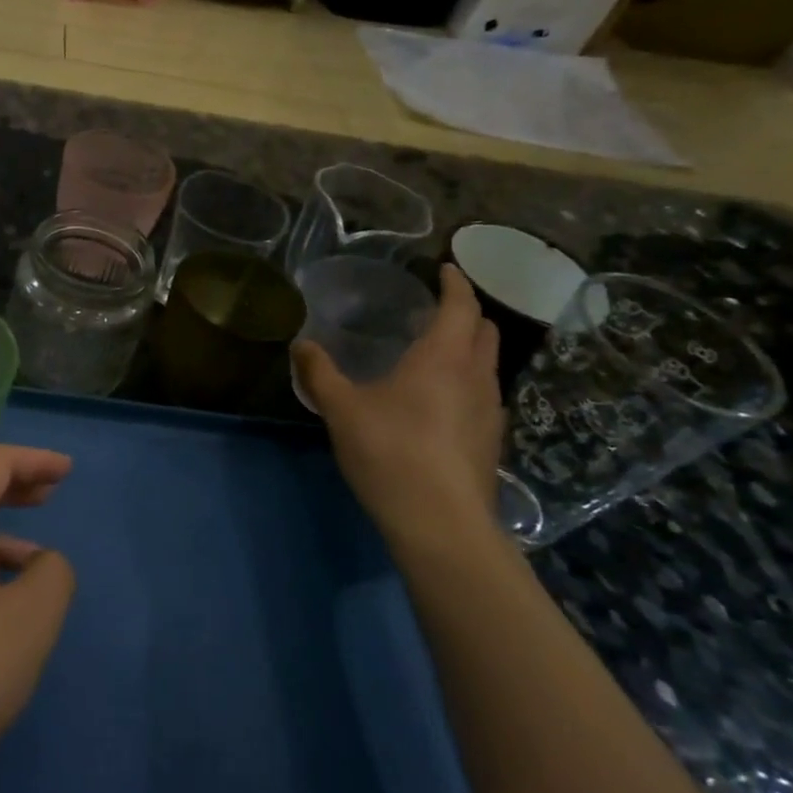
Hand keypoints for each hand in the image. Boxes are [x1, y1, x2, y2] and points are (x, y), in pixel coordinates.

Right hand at [292, 264, 504, 554]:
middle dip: (466, 312)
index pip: (460, 305)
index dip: (455, 283)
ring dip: (470, 348)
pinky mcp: (491, 441)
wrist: (441, 523)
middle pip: (485, 330)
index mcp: (443, 357)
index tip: (446, 268)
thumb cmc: (391, 452)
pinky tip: (443, 402)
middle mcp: (476, 376)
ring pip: (488, 364)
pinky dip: (468, 381)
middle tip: (438, 308)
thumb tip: (301, 344)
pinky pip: (484, 394)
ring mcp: (490, 411)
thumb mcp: (341, 409)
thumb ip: (320, 373)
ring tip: (438, 352)